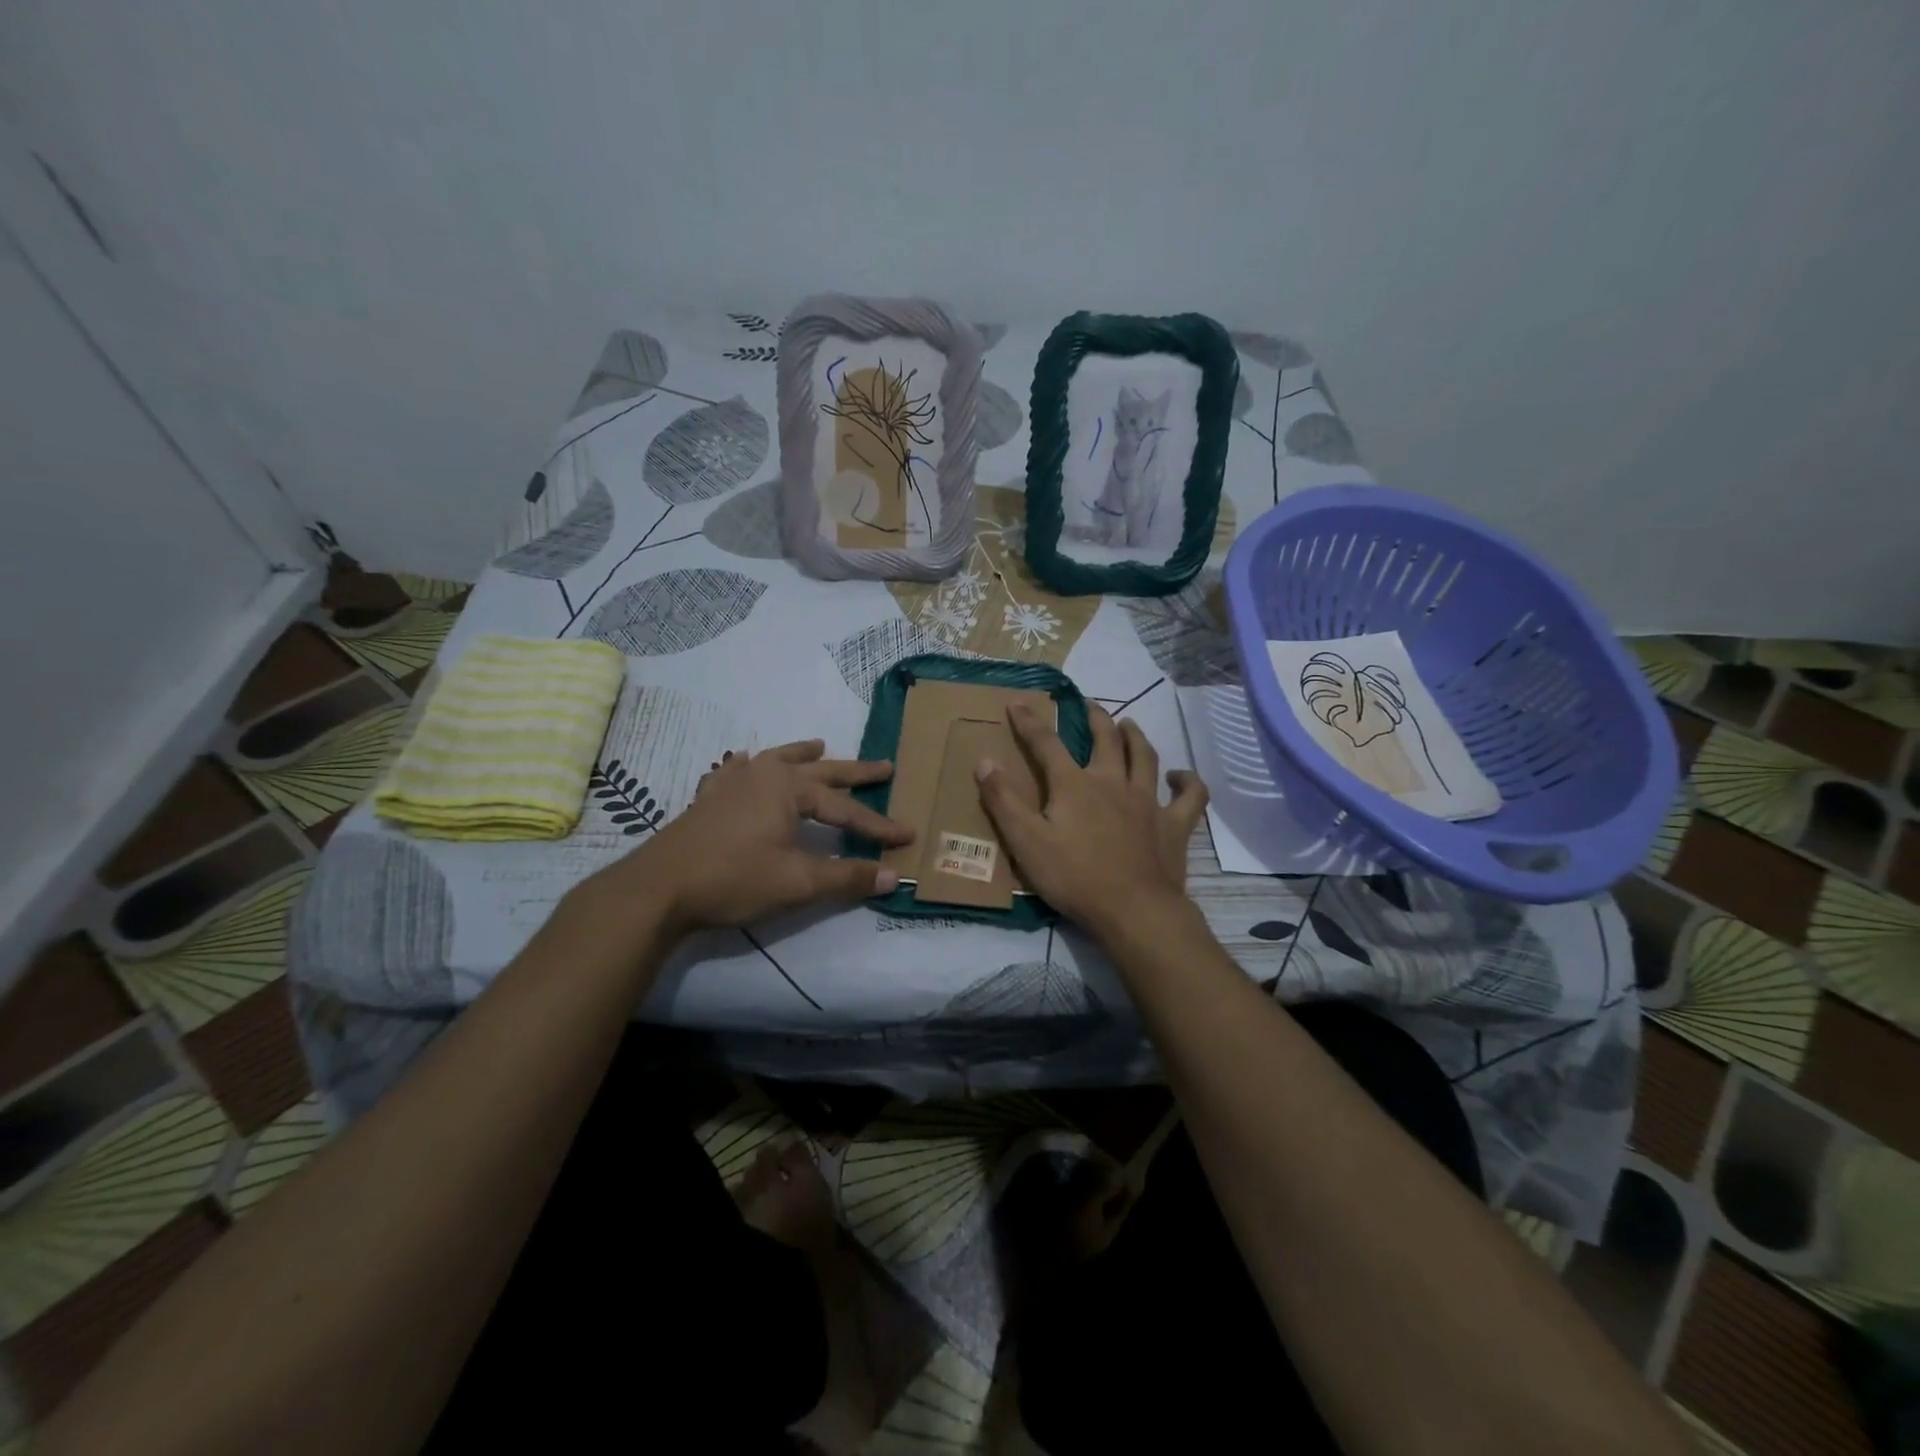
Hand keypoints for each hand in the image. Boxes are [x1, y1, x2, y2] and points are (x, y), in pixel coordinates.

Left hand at [586, 739, 912, 931]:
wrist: (659, 887)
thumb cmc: (734, 878)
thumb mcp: (797, 882)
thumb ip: (846, 877)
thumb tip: (890, 877)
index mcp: (789, 789)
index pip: (845, 810)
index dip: (877, 826)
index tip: (906, 835)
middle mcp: (764, 775)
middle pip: (819, 771)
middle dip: (854, 772)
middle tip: (885, 766)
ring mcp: (732, 783)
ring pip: (775, 760)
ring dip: (801, 754)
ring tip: (820, 744)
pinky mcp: (709, 799)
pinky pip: (734, 771)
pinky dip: (747, 765)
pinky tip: (742, 762)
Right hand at [975, 704, 1207, 938]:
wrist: (1133, 910)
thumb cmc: (1074, 877)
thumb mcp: (1025, 841)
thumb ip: (1003, 801)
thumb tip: (985, 761)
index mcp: (1075, 785)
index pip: (1047, 744)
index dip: (1030, 721)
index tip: (1018, 702)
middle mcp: (1113, 782)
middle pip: (1106, 739)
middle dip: (1095, 718)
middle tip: (1089, 704)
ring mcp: (1147, 802)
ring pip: (1145, 757)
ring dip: (1136, 736)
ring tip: (1129, 725)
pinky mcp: (1174, 825)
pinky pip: (1190, 797)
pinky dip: (1188, 782)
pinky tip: (1181, 777)